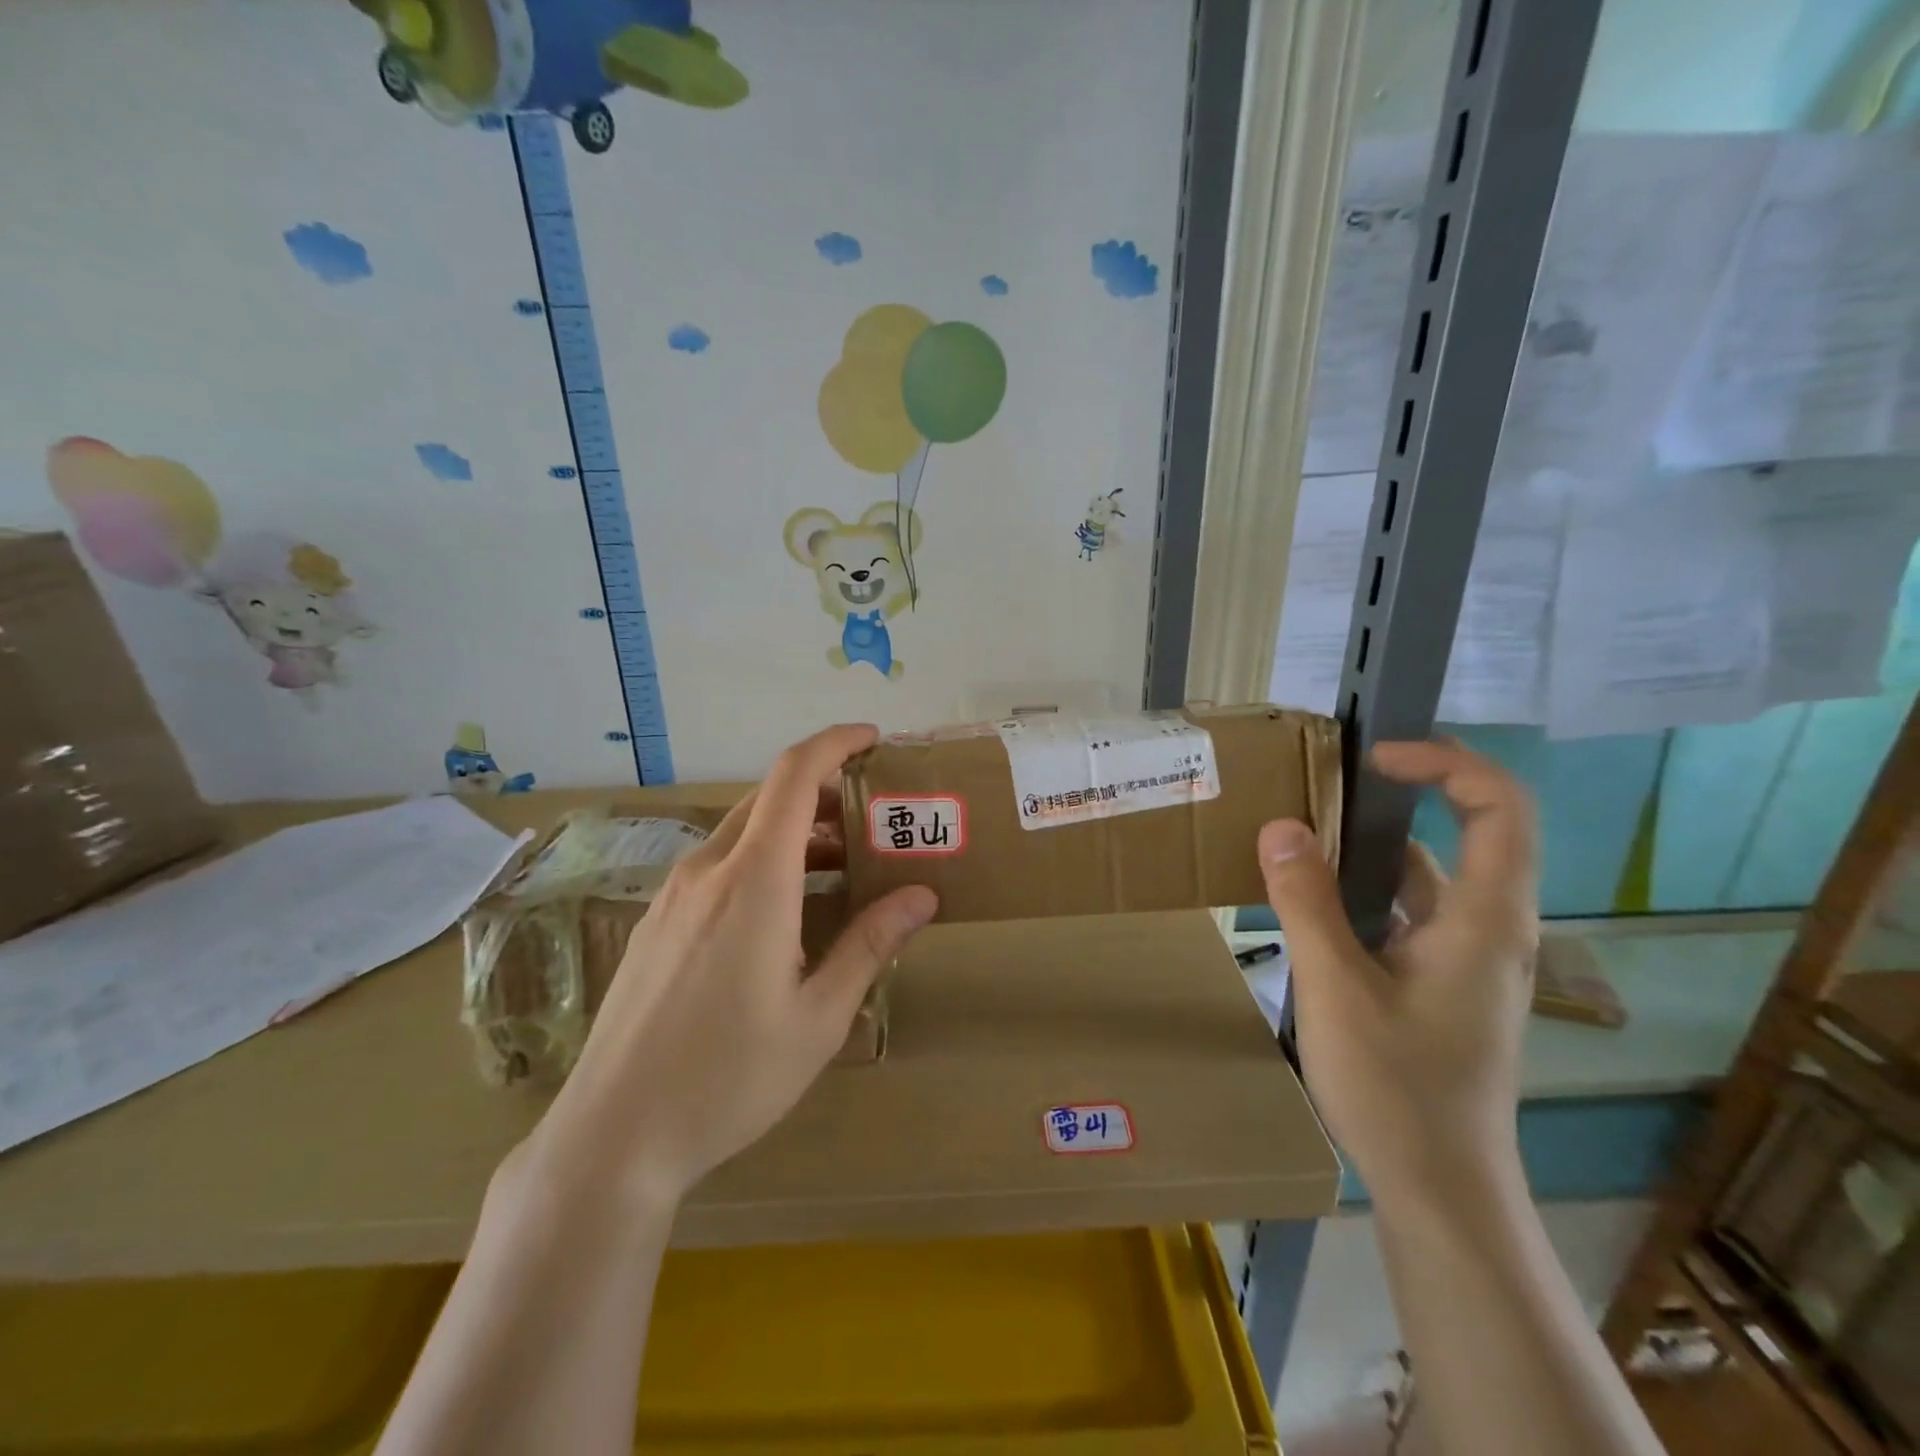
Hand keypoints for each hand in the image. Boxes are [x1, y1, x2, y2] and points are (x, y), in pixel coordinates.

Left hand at [526, 724, 937, 1207]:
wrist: (612, 1137)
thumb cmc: (729, 1077)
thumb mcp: (819, 1016)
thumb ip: (870, 944)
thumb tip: (922, 895)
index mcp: (755, 880)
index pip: (794, 776)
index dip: (834, 743)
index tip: (873, 739)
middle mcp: (708, 871)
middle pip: (770, 800)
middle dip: (826, 794)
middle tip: (874, 820)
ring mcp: (673, 896)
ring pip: (743, 834)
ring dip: (796, 834)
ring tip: (841, 870)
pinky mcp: (656, 923)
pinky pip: (718, 867)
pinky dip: (762, 862)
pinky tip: (785, 915)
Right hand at [1257, 739, 1538, 1206]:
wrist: (1438, 1189)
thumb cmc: (1397, 1087)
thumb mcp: (1336, 987)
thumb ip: (1306, 902)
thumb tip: (1281, 826)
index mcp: (1484, 920)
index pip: (1500, 808)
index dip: (1445, 763)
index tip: (1375, 758)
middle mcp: (1488, 929)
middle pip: (1467, 833)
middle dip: (1400, 796)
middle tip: (1327, 781)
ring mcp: (1466, 959)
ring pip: (1427, 879)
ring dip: (1371, 849)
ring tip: (1303, 834)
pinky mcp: (1442, 984)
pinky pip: (1407, 914)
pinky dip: (1364, 893)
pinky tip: (1312, 902)